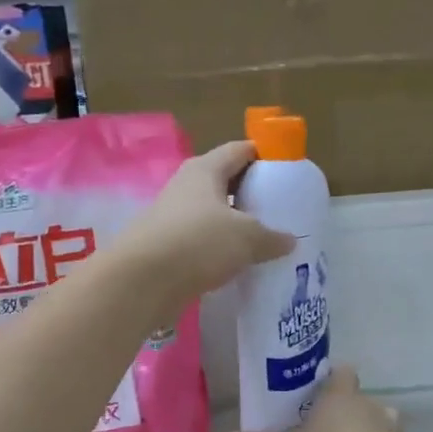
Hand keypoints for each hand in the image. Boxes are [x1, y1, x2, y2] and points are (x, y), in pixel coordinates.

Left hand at [118, 141, 294, 313]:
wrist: (142, 281)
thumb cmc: (198, 242)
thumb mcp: (246, 238)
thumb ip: (271, 237)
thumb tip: (290, 241)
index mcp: (205, 169)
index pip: (239, 150)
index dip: (263, 155)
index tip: (285, 170)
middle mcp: (185, 186)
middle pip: (224, 181)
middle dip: (249, 192)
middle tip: (277, 208)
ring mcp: (171, 216)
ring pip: (211, 213)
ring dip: (233, 224)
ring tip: (260, 239)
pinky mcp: (165, 246)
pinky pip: (199, 240)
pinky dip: (217, 248)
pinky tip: (234, 263)